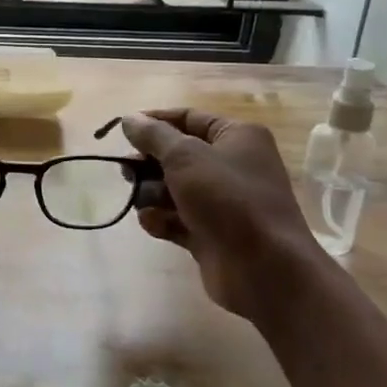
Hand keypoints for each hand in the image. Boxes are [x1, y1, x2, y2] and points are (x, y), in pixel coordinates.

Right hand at [120, 109, 324, 320]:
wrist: (263, 268)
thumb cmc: (227, 198)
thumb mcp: (185, 156)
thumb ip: (153, 135)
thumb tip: (128, 119)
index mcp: (236, 137)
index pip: (188, 118)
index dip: (154, 122)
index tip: (122, 130)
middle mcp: (231, 165)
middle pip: (176, 155)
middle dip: (148, 164)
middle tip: (126, 172)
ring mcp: (221, 202)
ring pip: (172, 189)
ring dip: (152, 194)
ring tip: (145, 203)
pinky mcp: (210, 234)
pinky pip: (176, 218)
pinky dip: (162, 220)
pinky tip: (154, 224)